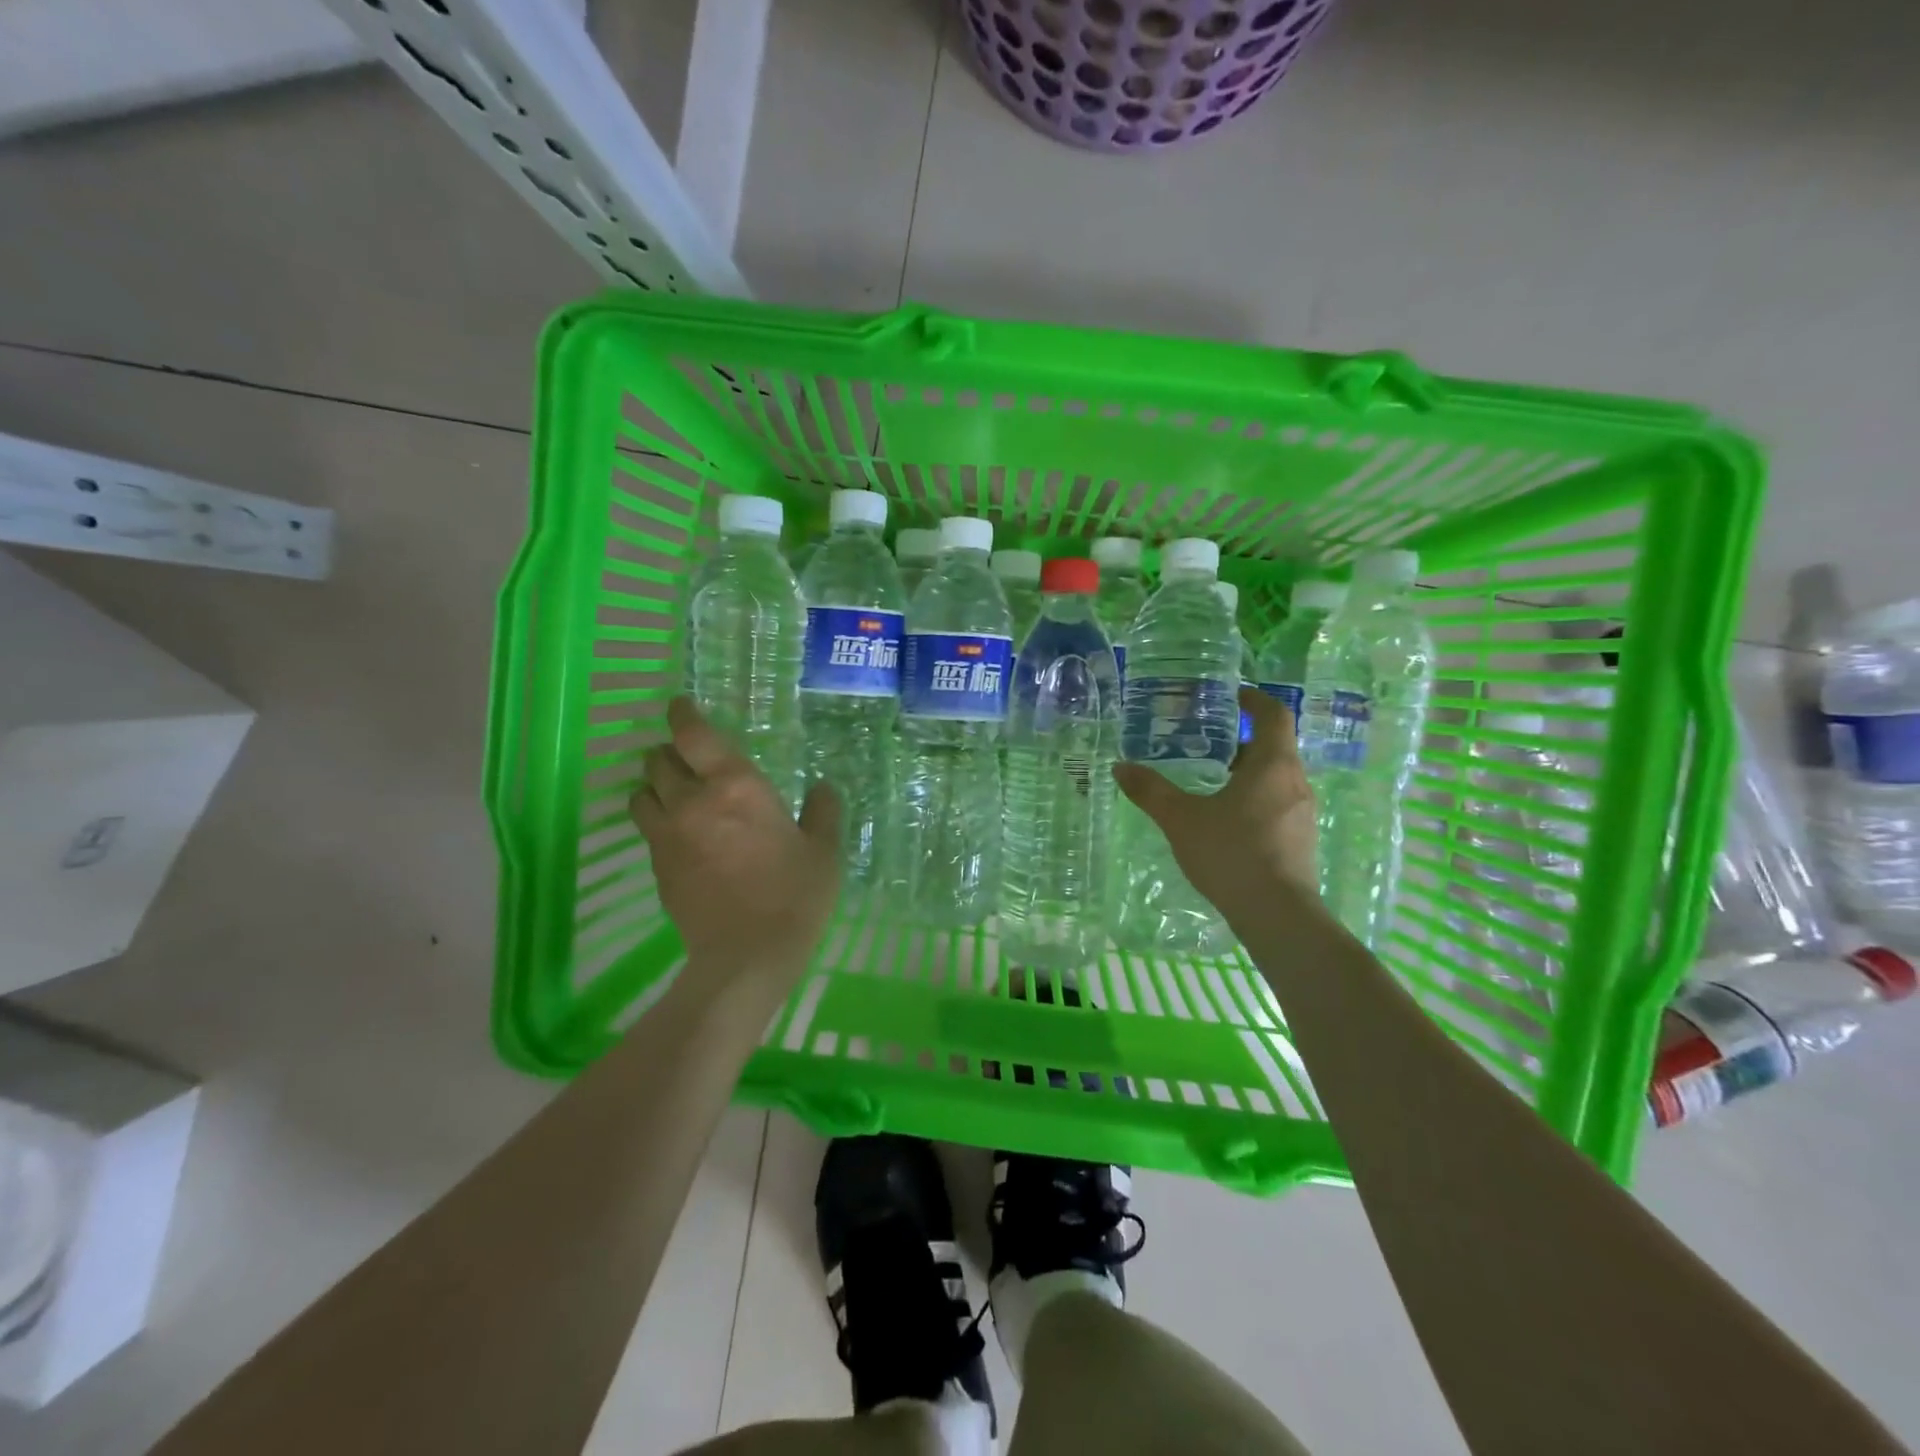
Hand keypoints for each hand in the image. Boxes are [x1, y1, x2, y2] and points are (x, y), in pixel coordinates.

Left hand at [630, 697, 841, 998]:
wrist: (747, 956)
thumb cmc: (794, 895)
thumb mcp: (824, 850)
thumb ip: (823, 811)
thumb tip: (823, 788)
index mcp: (735, 787)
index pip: (692, 734)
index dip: (682, 714)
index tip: (681, 706)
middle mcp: (692, 802)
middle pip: (657, 760)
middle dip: (667, 752)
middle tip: (685, 756)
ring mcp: (668, 836)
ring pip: (641, 794)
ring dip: (654, 786)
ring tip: (674, 793)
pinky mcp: (657, 868)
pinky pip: (647, 830)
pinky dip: (657, 821)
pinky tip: (680, 835)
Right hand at [1113, 687, 1319, 920]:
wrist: (1277, 915)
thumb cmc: (1231, 854)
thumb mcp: (1181, 819)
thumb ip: (1151, 791)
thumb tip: (1120, 767)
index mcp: (1272, 765)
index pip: (1274, 715)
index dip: (1254, 699)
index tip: (1233, 695)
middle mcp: (1295, 782)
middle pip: (1275, 746)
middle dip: (1243, 739)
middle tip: (1209, 742)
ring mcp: (1303, 813)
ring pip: (1277, 777)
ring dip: (1249, 771)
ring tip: (1213, 781)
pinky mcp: (1301, 839)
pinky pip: (1279, 803)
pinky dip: (1256, 797)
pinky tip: (1228, 820)